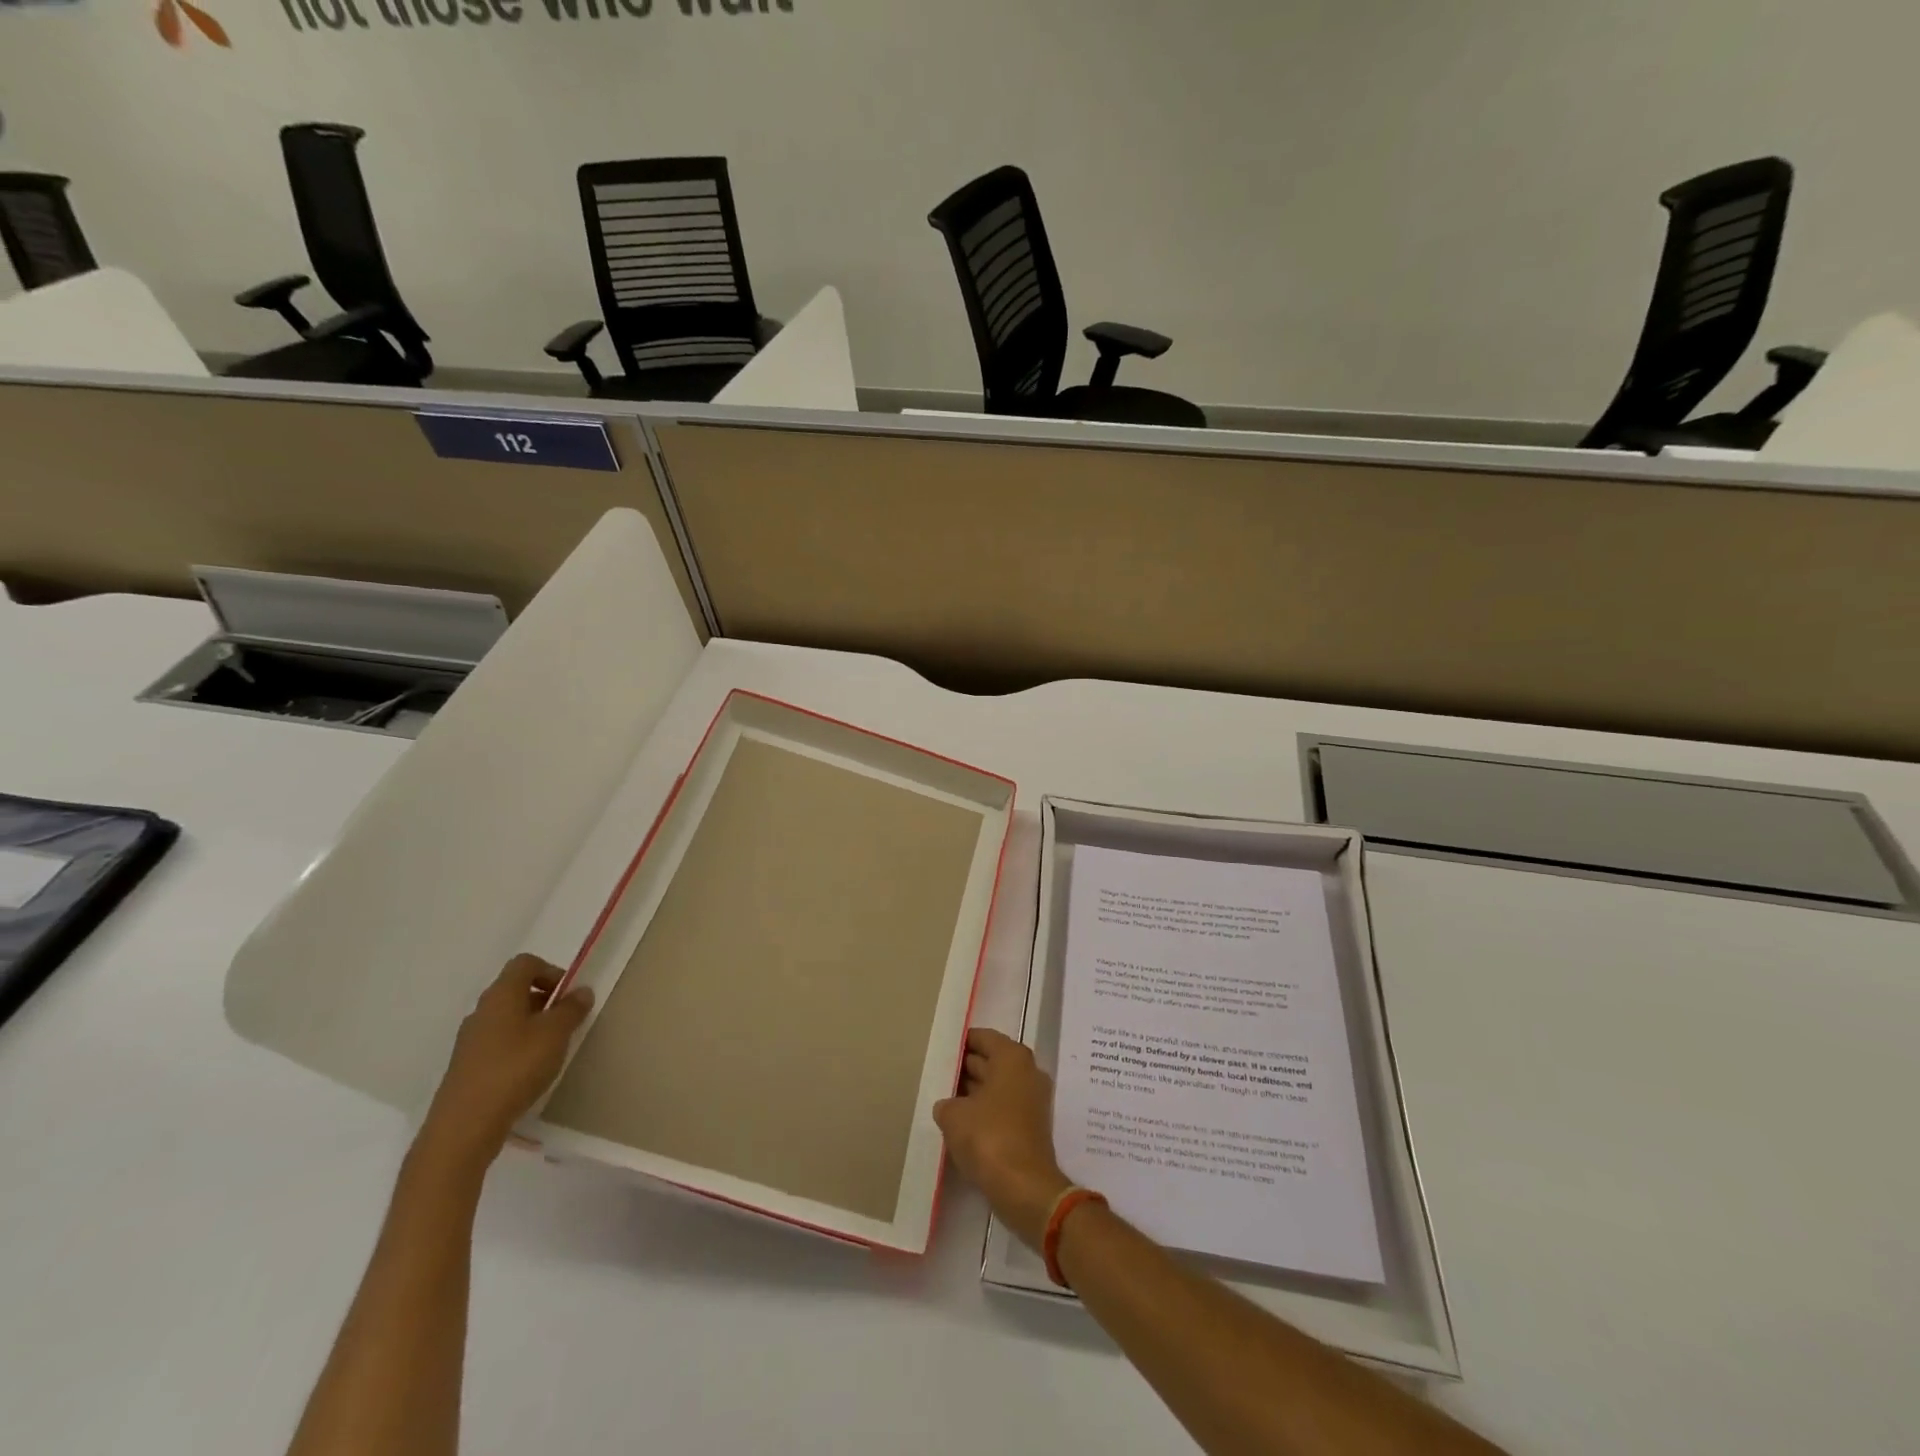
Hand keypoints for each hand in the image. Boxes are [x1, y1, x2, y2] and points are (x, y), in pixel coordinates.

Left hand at [416, 955, 593, 1174]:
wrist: (464, 1127)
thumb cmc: (515, 1068)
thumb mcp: (555, 1034)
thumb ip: (571, 1009)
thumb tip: (581, 991)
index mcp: (501, 995)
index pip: (525, 963)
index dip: (551, 971)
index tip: (569, 995)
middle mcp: (481, 1011)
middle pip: (515, 990)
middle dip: (544, 1000)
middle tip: (566, 1022)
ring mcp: (470, 1041)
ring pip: (506, 1019)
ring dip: (531, 1025)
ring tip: (551, 1049)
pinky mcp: (466, 1067)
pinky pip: (497, 1044)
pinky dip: (517, 1048)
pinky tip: (529, 1072)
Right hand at [933, 1028, 1072, 1249]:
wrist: (1024, 1188)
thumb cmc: (988, 1137)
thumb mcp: (953, 1116)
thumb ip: (946, 1103)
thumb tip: (948, 1106)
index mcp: (1012, 1058)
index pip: (983, 1038)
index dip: (961, 1042)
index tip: (941, 1049)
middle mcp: (1027, 1072)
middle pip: (991, 1061)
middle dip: (966, 1067)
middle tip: (937, 1074)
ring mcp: (1032, 1101)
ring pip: (997, 1087)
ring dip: (974, 1093)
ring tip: (943, 1099)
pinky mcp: (1030, 1128)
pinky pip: (1002, 1109)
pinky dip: (984, 1112)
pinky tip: (960, 1123)